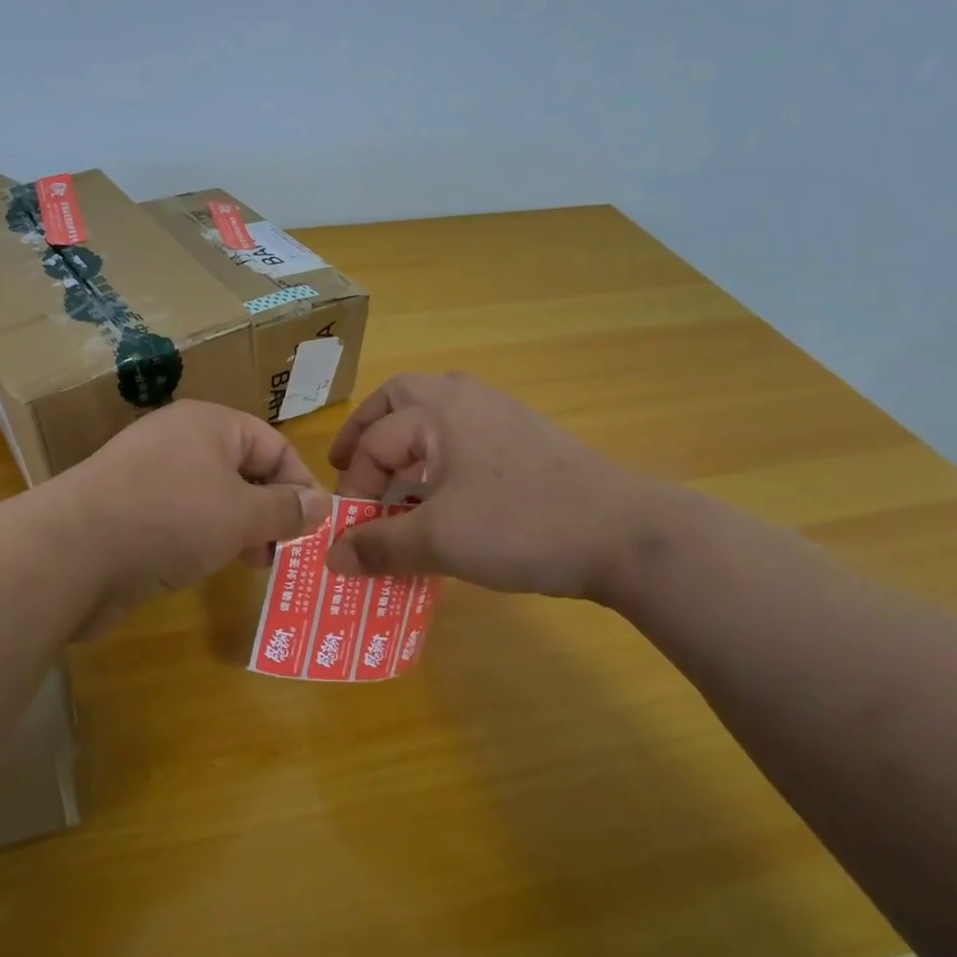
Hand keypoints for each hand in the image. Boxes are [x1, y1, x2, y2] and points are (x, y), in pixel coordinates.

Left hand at [55, 400, 328, 626]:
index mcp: (208, 424)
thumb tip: (322, 503)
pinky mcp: (129, 512)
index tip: (314, 527)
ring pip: (212, 498)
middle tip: (282, 551)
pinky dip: (203, 540)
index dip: (299, 483)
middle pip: (242, 470)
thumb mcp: (241, 513)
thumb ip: (285, 509)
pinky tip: (208, 566)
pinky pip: (182, 520)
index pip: (272, 445)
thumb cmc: (170, 518)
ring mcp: (149, 477)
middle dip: (269, 511)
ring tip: (252, 563)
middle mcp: (179, 442)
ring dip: (239, 529)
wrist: (72, 552)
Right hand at [324, 372, 670, 600]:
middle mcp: (468, 399)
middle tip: (349, 464)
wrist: (625, 535)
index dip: (352, 487)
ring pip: (436, 409)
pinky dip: (439, 450)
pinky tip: (445, 489)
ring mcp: (504, 415)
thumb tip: (331, 558)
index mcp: (439, 411)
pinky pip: (466, 431)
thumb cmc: (521, 526)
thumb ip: (379, 546)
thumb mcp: (438, 541)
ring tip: (392, 475)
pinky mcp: (529, 439)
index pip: (374, 442)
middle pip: (399, 398)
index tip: (349, 532)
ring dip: (405, 436)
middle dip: (368, 430)